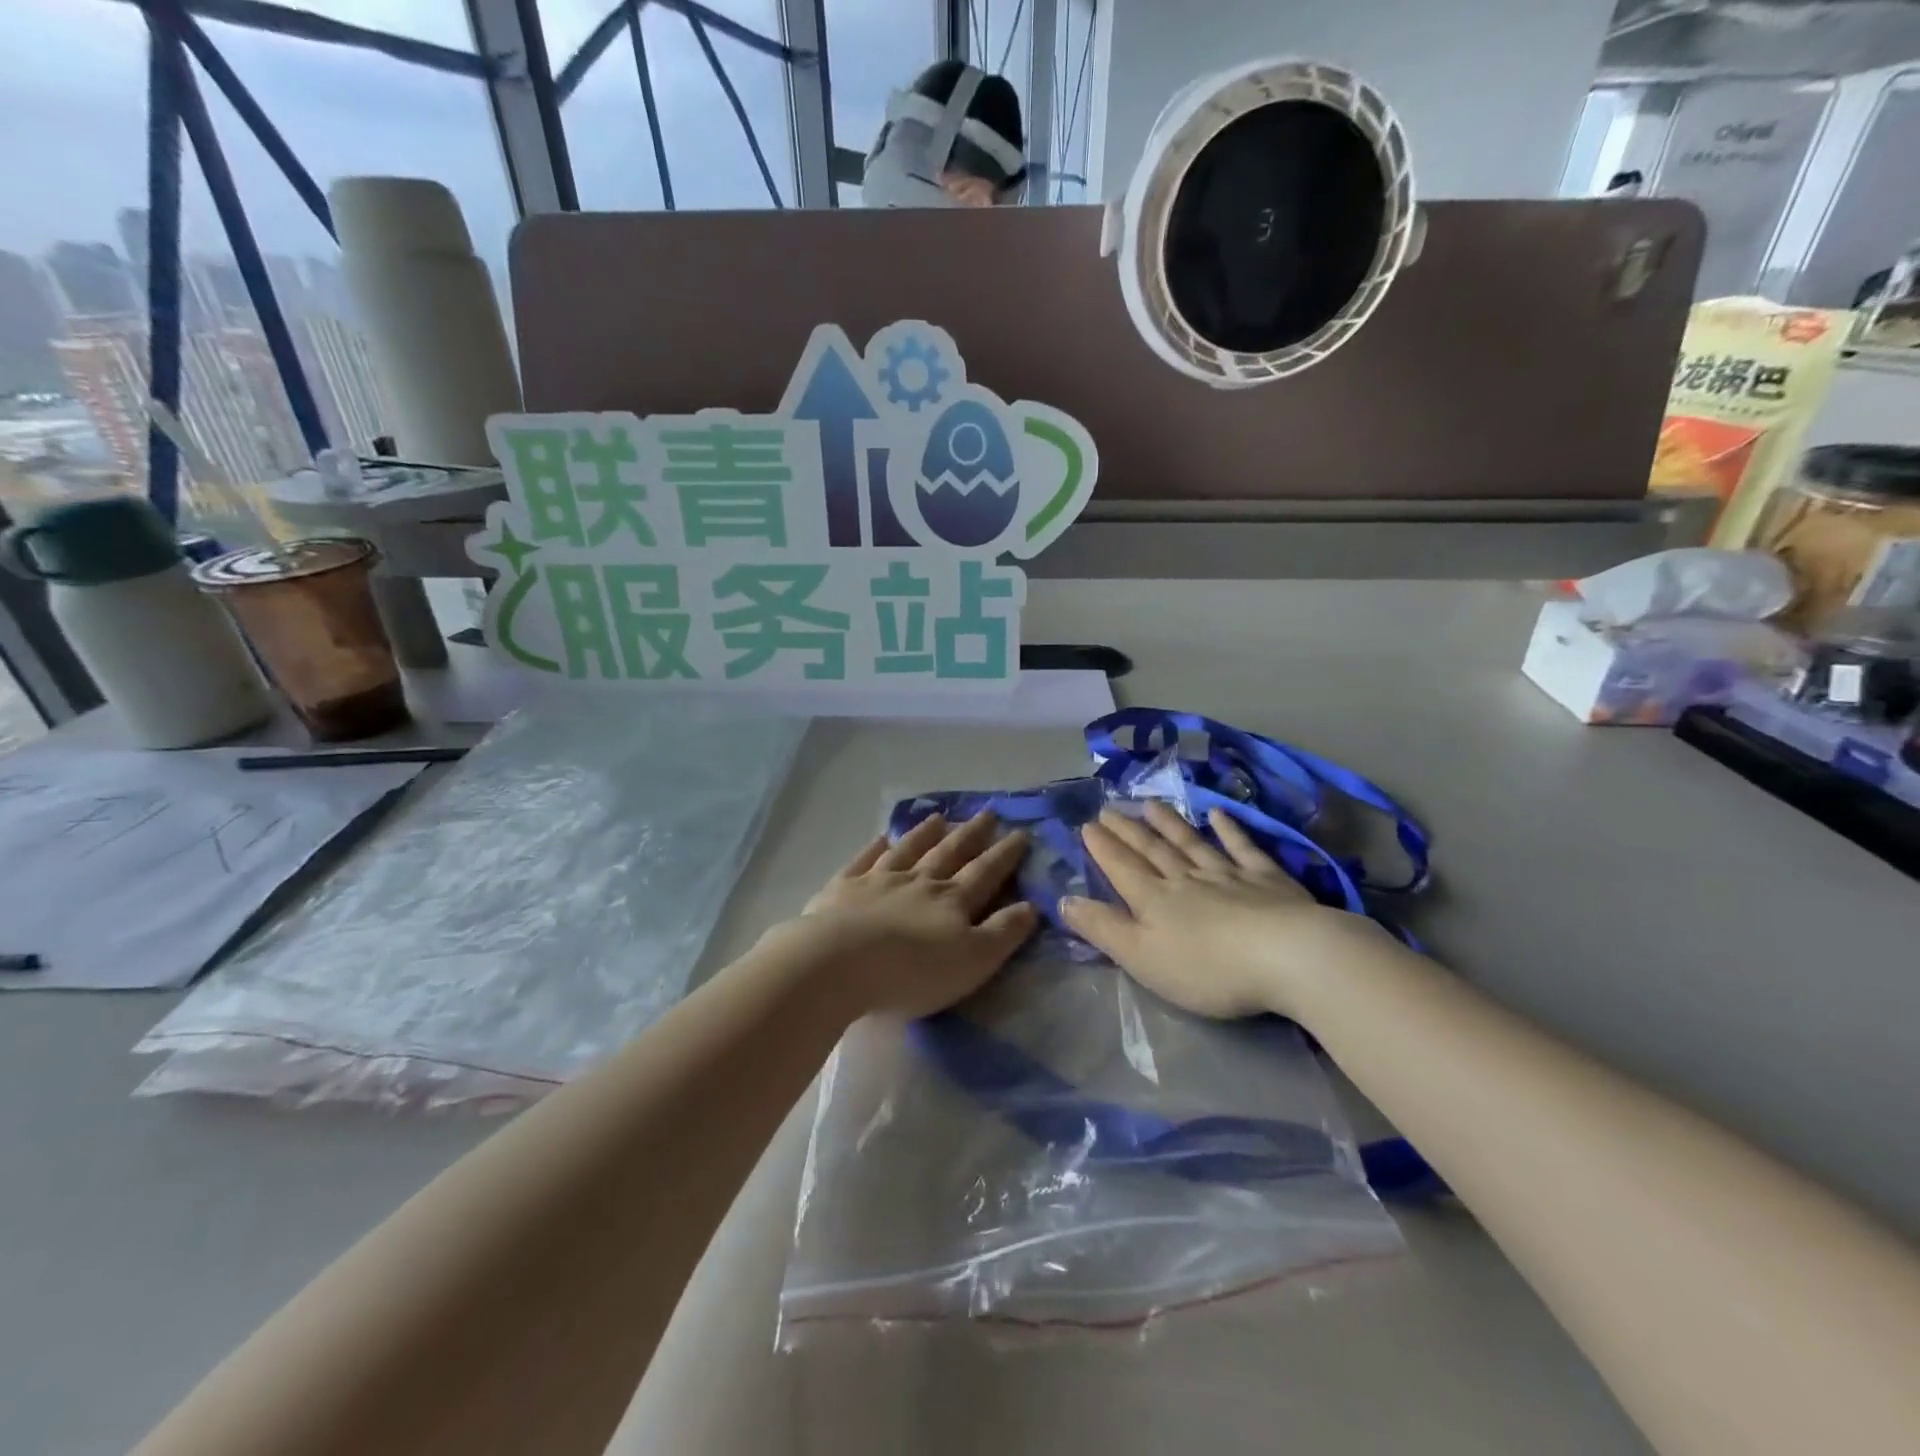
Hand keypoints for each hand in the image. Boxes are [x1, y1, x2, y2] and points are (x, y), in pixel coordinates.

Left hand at [788, 812, 1038, 1019]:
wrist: (839, 963)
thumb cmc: (913, 971)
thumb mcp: (973, 960)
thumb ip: (1003, 933)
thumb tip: (1032, 906)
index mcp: (952, 901)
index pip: (985, 873)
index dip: (1004, 854)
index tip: (1020, 833)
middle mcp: (918, 882)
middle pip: (949, 853)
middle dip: (971, 835)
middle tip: (987, 813)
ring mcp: (878, 880)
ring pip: (908, 850)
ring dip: (926, 833)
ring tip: (939, 818)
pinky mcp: (843, 888)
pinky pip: (864, 860)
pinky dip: (875, 847)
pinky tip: (882, 837)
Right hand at [1060, 802, 1378, 1019]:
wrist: (1286, 956)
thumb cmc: (1207, 968)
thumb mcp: (1142, 958)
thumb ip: (1103, 928)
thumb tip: (1064, 900)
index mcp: (1154, 901)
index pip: (1122, 868)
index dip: (1103, 848)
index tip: (1087, 824)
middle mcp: (1186, 879)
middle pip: (1152, 851)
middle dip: (1128, 831)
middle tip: (1109, 808)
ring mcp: (1228, 875)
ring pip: (1191, 844)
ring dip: (1169, 824)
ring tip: (1150, 803)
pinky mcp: (1267, 879)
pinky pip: (1242, 848)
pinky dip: (1230, 830)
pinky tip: (1219, 814)